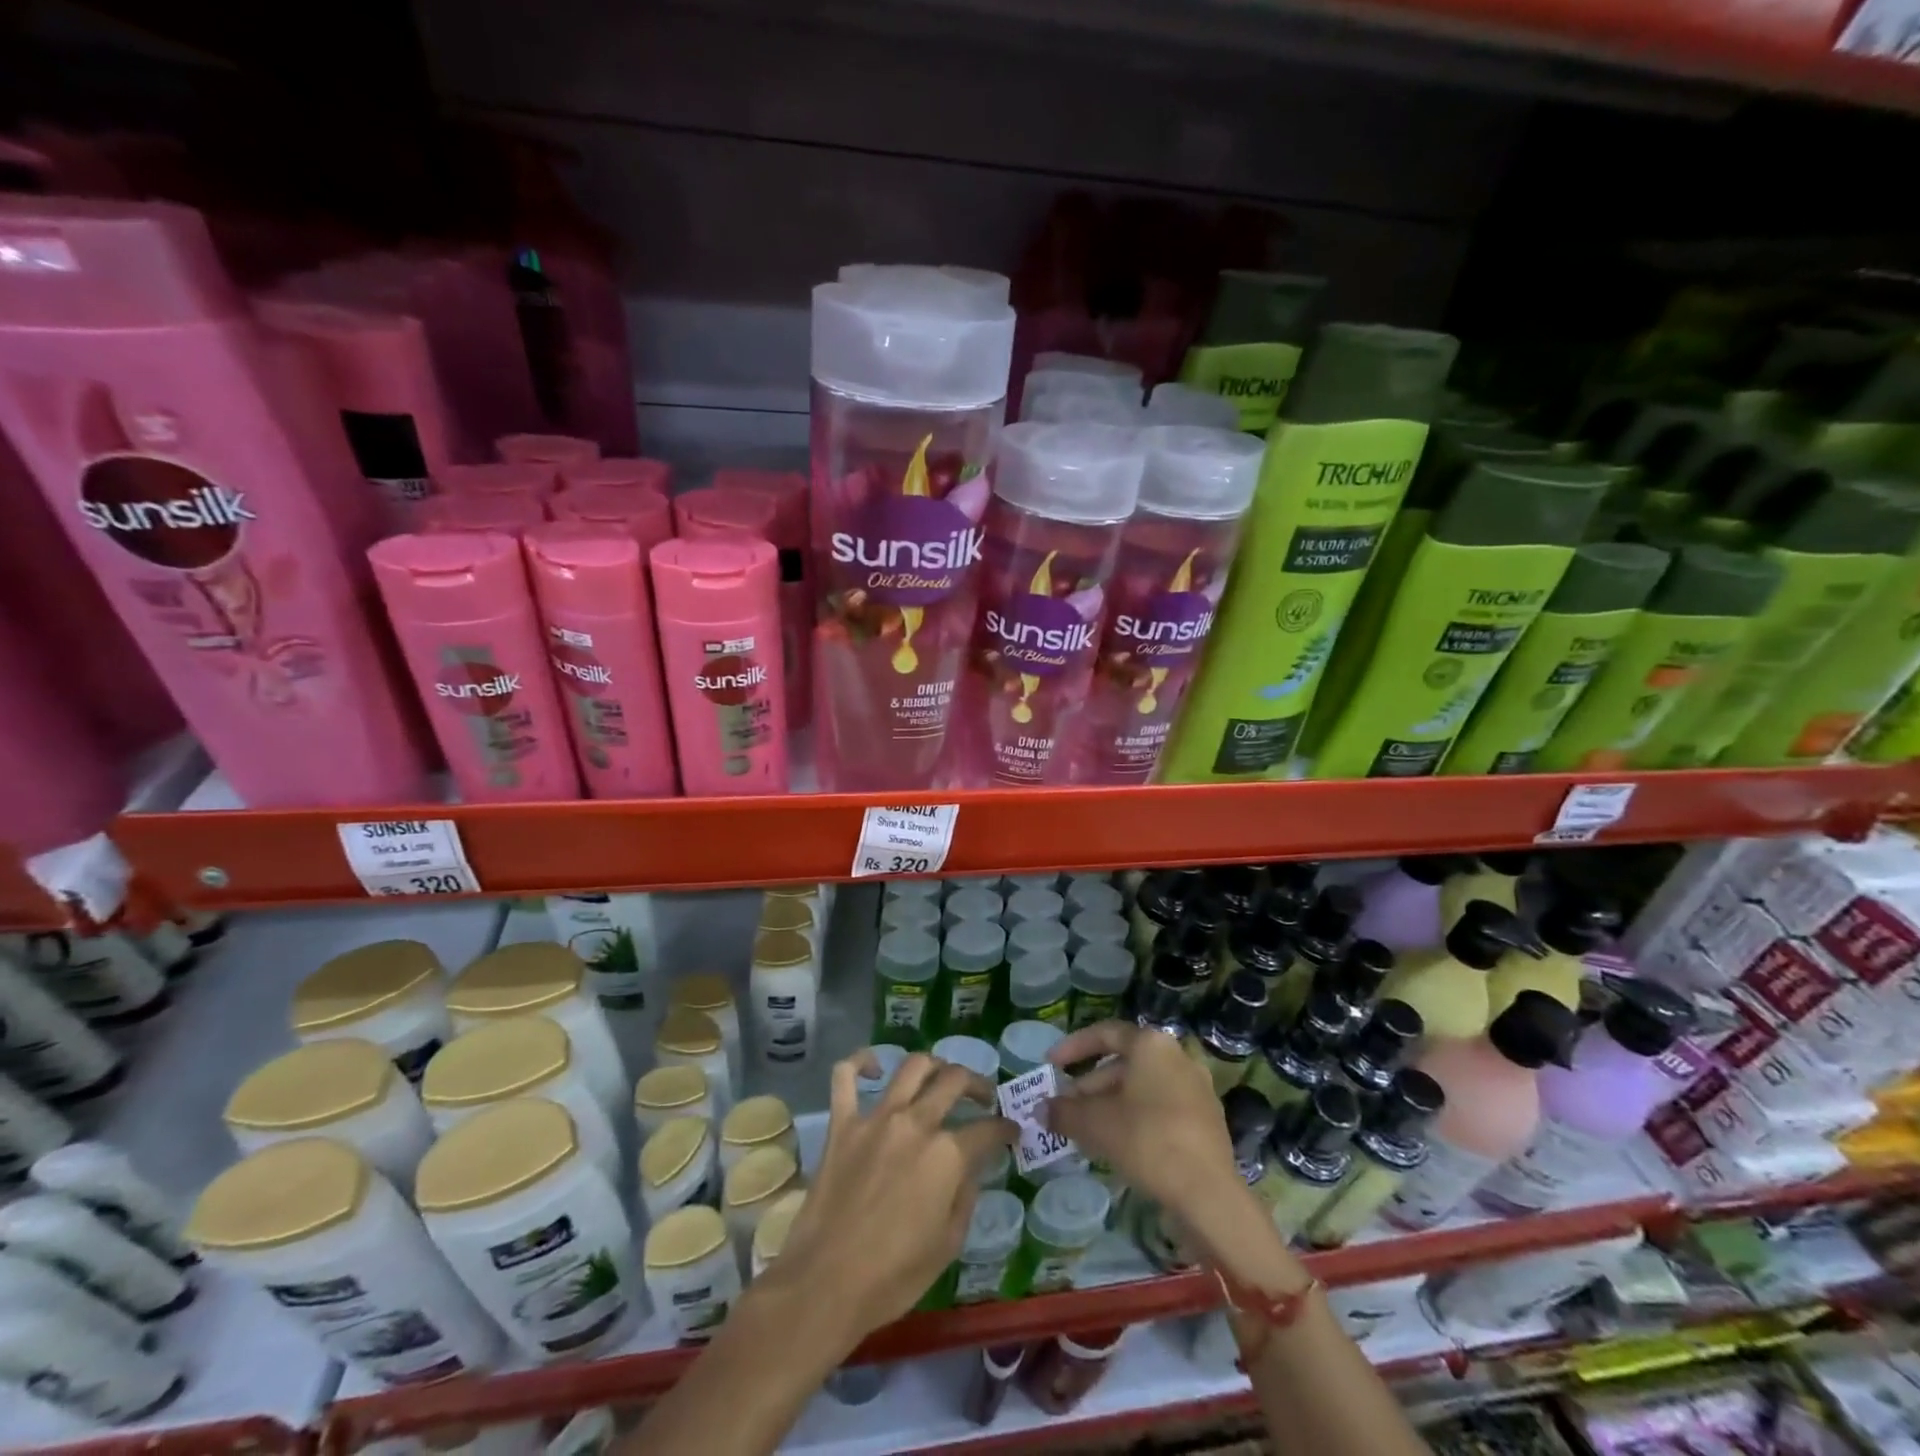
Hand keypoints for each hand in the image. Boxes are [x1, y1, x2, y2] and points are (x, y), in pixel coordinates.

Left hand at [769, 1049, 1014, 1351]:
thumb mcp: (948, 1245)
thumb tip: (971, 1167)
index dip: (1005, 1128)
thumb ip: (966, 1196)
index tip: (1011, 1132)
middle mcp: (915, 1123)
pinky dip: (860, 1063)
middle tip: (983, 1097)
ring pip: (912, 1066)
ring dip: (934, 1065)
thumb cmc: (893, 1277)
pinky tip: (874, 1069)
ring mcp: (876, 1118)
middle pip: (954, 1081)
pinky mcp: (842, 1123)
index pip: (988, 1129)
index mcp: (946, 1155)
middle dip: (977, 1084)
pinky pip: (845, 1075)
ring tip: (940, 1077)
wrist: (825, 1285)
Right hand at [1044, 1021, 1239, 1223]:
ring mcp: (1196, 1087)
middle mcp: (1177, 1056)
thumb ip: (1064, 1112)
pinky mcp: (1206, 1118)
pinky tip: (1118, 1143)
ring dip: (1110, 1103)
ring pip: (1142, 1087)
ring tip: (1086, 1128)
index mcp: (1151, 1044)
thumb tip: (1042, 1110)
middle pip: (1123, 1063)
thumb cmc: (1146, 1140)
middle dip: (1090, 1085)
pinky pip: (1161, 1106)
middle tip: (1065, 1107)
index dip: (1073, 1047)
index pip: (1104, 1033)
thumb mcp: (1095, 1124)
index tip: (1051, 1065)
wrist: (1208, 1194)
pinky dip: (1135, 1117)